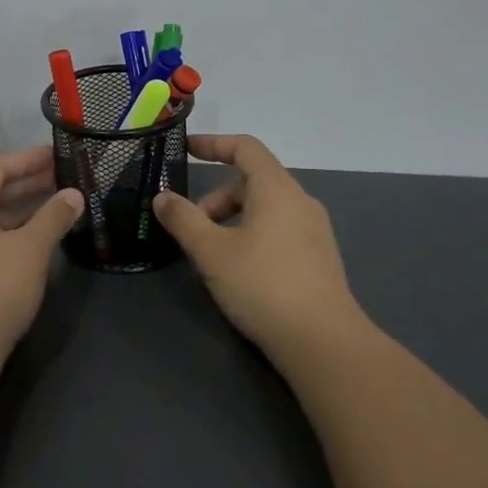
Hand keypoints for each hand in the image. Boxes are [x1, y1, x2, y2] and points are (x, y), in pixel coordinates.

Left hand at [0, 146, 82, 367]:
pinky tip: (31, 233)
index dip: (29, 159)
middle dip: (25, 181)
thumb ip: (53, 217)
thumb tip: (75, 195)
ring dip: (16, 205)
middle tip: (61, 176)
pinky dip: (4, 227)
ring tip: (54, 201)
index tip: (59, 155)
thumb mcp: (30, 250)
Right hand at [152, 134, 364, 362]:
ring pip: (265, 208)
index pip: (244, 147)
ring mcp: (315, 230)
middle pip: (252, 181)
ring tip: (213, 253)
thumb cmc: (263, 286)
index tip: (186, 151)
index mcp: (276, 188)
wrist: (324, 344)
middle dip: (217, 198)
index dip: (213, 144)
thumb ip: (184, 219)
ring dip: (233, 219)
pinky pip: (280, 229)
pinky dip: (253, 234)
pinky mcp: (320, 258)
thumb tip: (162, 197)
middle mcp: (300, 201)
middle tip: (193, 227)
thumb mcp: (212, 252)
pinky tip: (240, 270)